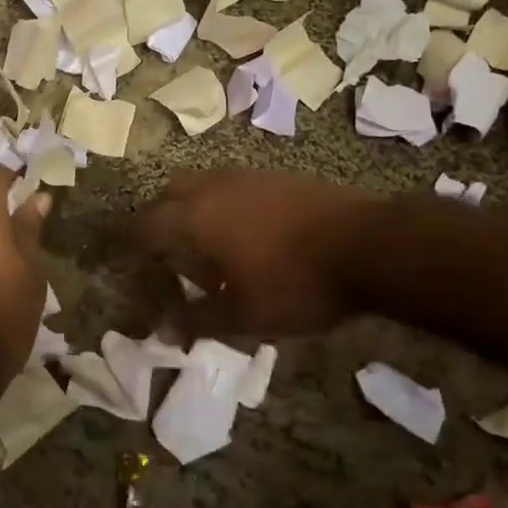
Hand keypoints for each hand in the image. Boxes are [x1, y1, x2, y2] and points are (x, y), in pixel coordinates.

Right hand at [139, 171, 376, 337]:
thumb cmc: (296, 283)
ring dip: (197, 210)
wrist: (371, 245)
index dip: (136, 246)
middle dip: (163, 220)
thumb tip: (164, 331)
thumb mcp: (243, 315)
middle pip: (171, 193)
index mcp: (196, 215)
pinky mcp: (280, 177)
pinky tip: (251, 237)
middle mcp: (215, 186)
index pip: (146, 223)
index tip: (140, 268)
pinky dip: (227, 206)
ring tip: (212, 249)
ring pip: (205, 185)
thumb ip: (198, 321)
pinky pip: (236, 187)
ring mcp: (250, 176)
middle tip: (170, 255)